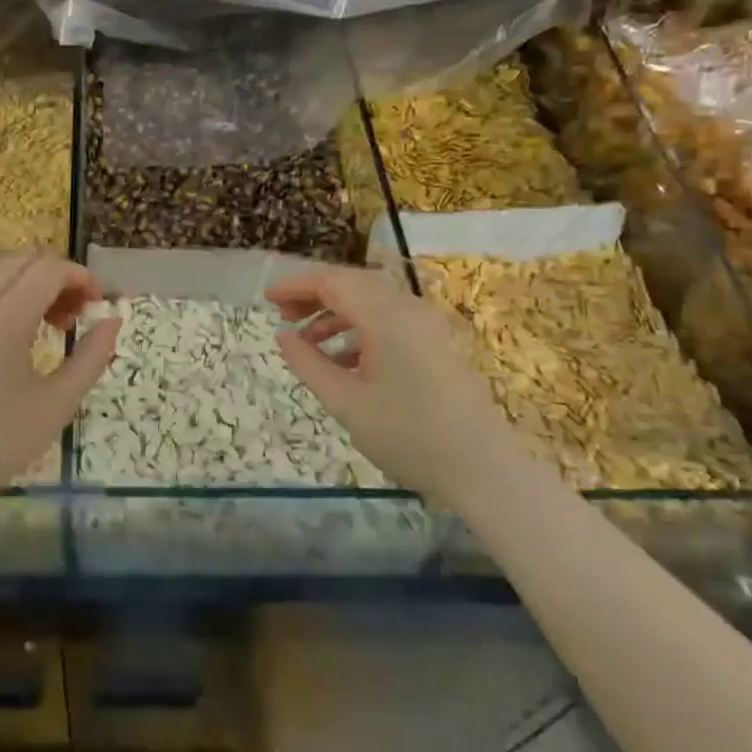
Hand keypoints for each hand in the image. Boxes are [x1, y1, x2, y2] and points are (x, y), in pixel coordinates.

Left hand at [0, 256, 121, 507]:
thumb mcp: (58, 403)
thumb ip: (92, 356)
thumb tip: (113, 320)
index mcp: (4, 319)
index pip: (49, 269)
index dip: (82, 277)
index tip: (100, 306)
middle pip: (24, 262)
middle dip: (59, 277)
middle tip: (78, 315)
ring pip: (2, 275)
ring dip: (34, 287)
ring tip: (54, 330)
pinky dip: (11, 300)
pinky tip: (21, 342)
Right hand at [266, 265, 515, 498]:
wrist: (485, 470)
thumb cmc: (409, 435)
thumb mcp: (346, 403)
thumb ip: (308, 364)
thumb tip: (284, 337)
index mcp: (385, 316)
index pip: (332, 281)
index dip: (295, 286)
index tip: (267, 301)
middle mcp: (408, 309)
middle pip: (352, 284)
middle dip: (314, 296)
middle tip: (283, 318)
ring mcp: (427, 326)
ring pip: (371, 302)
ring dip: (336, 314)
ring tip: (308, 343)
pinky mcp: (437, 344)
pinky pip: (389, 321)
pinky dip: (360, 330)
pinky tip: (343, 362)